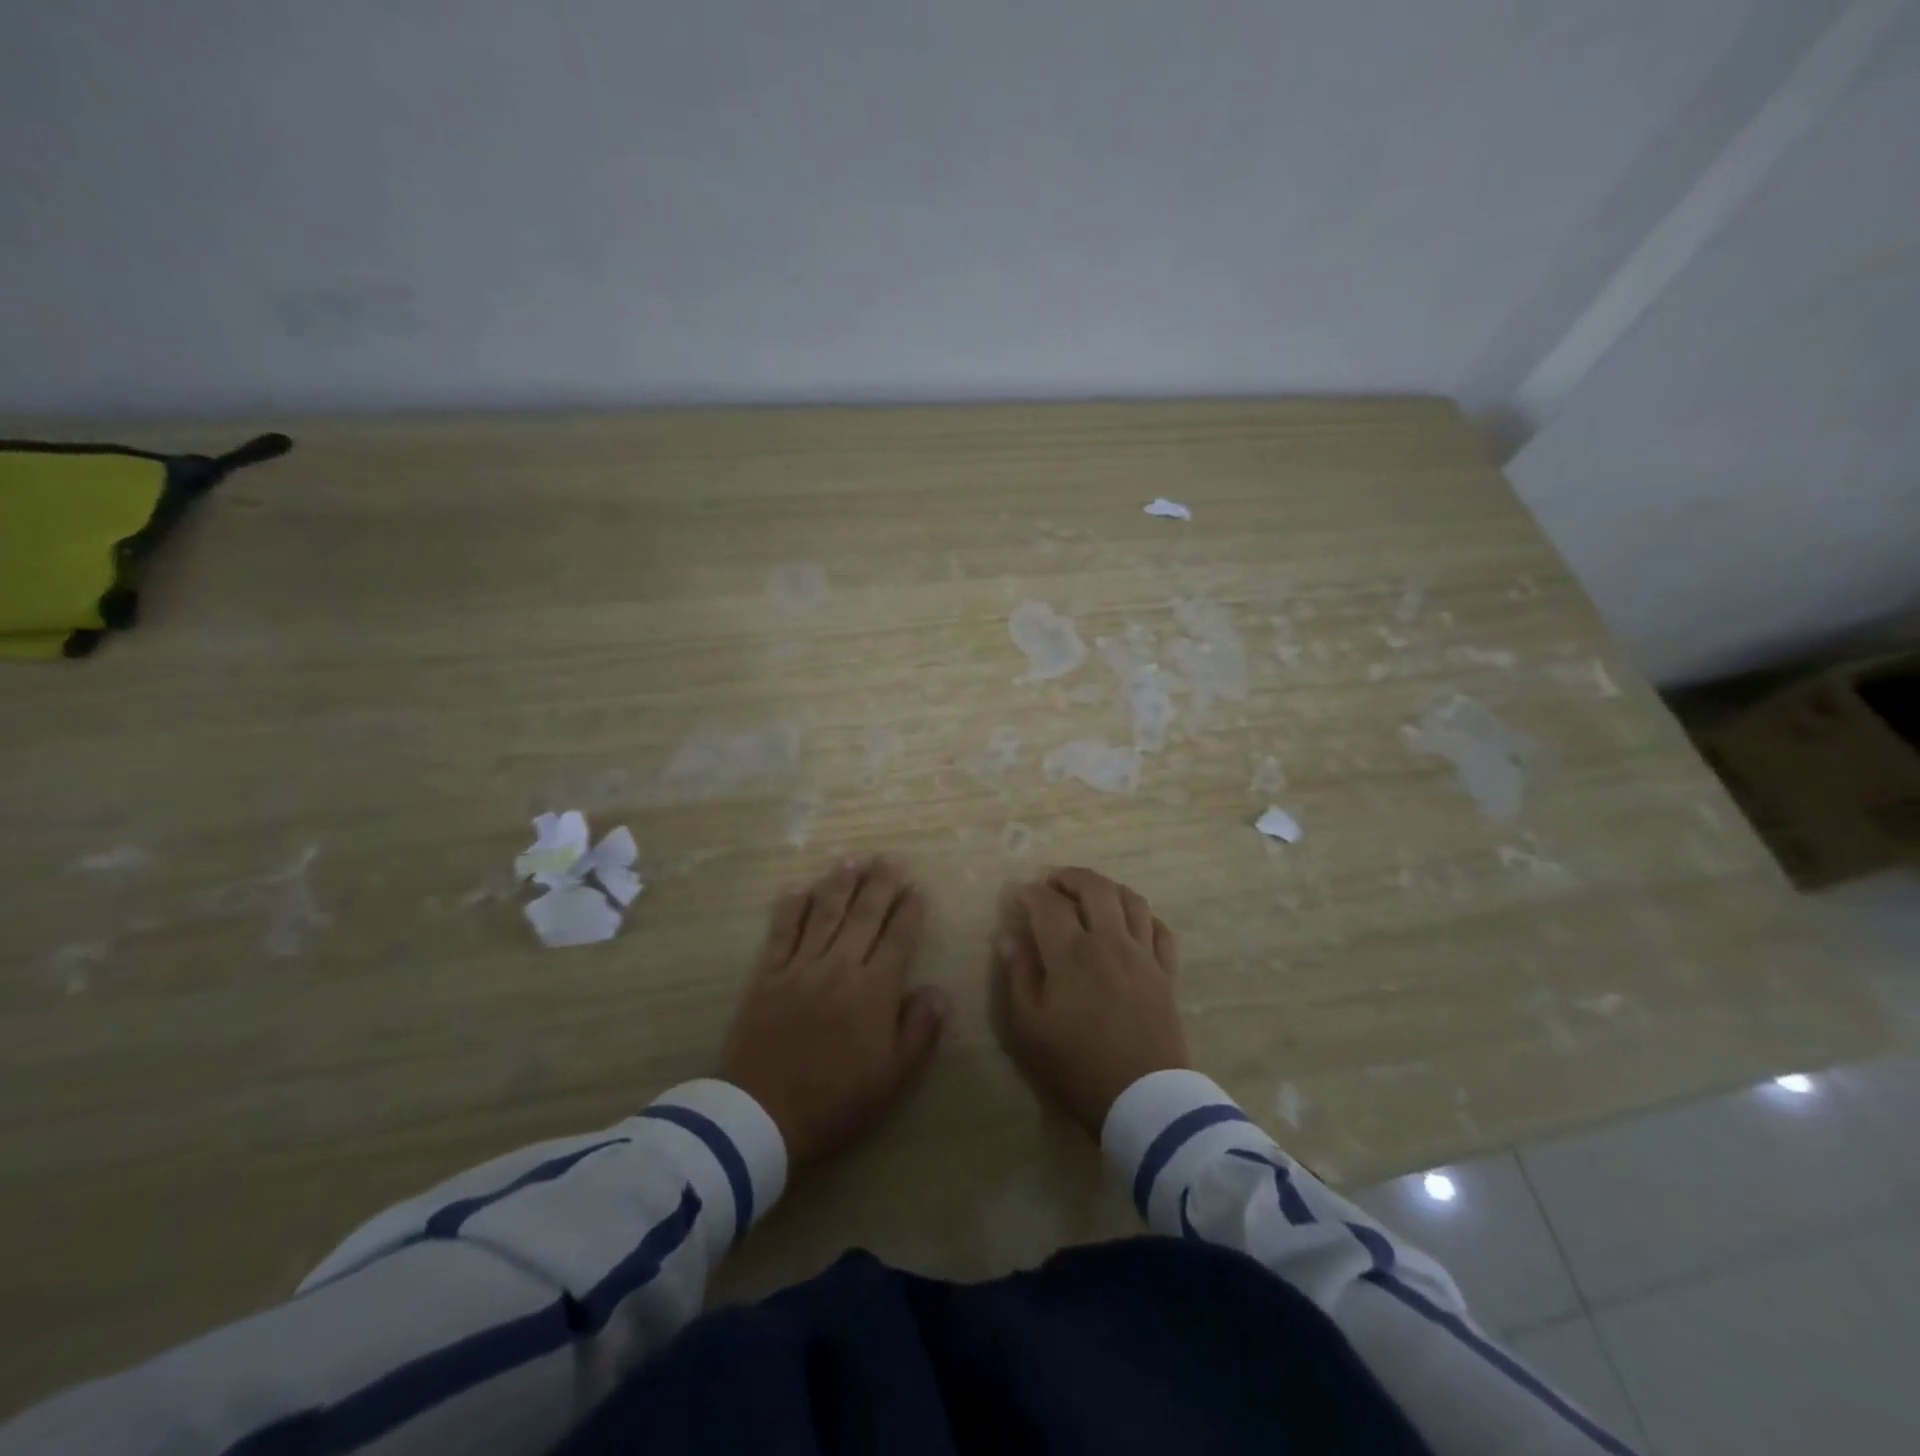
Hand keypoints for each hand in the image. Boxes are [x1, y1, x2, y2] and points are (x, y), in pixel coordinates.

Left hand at [721, 856, 947, 1167]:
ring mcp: (800, 967)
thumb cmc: (836, 1101)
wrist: (762, 1115)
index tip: (916, 888)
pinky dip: (791, 908)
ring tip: (852, 859)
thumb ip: (919, 1030)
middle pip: (864, 915)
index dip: (909, 911)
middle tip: (889, 858)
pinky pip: (781, 932)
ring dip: (840, 884)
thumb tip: (938, 990)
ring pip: (825, 913)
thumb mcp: (892, 1077)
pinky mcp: (767, 976)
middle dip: (880, 884)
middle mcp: (840, 966)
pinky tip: (799, 889)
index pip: (898, 938)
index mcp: (874, 990)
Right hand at [992, 867, 1188, 1136]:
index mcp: (1072, 953)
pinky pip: (1160, 930)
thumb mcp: (1030, 1027)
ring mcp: (1143, 955)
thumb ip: (1019, 975)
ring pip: (1132, 900)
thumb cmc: (1078, 1065)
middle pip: (1095, 887)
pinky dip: (1144, 917)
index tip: (1019, 896)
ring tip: (1091, 896)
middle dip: (1070, 877)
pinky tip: (1131, 924)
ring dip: (1108, 889)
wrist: (1144, 1100)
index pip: (1048, 904)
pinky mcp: (1167, 973)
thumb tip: (1011, 937)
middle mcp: (1110, 942)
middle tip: (1053, 884)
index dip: (1030, 893)